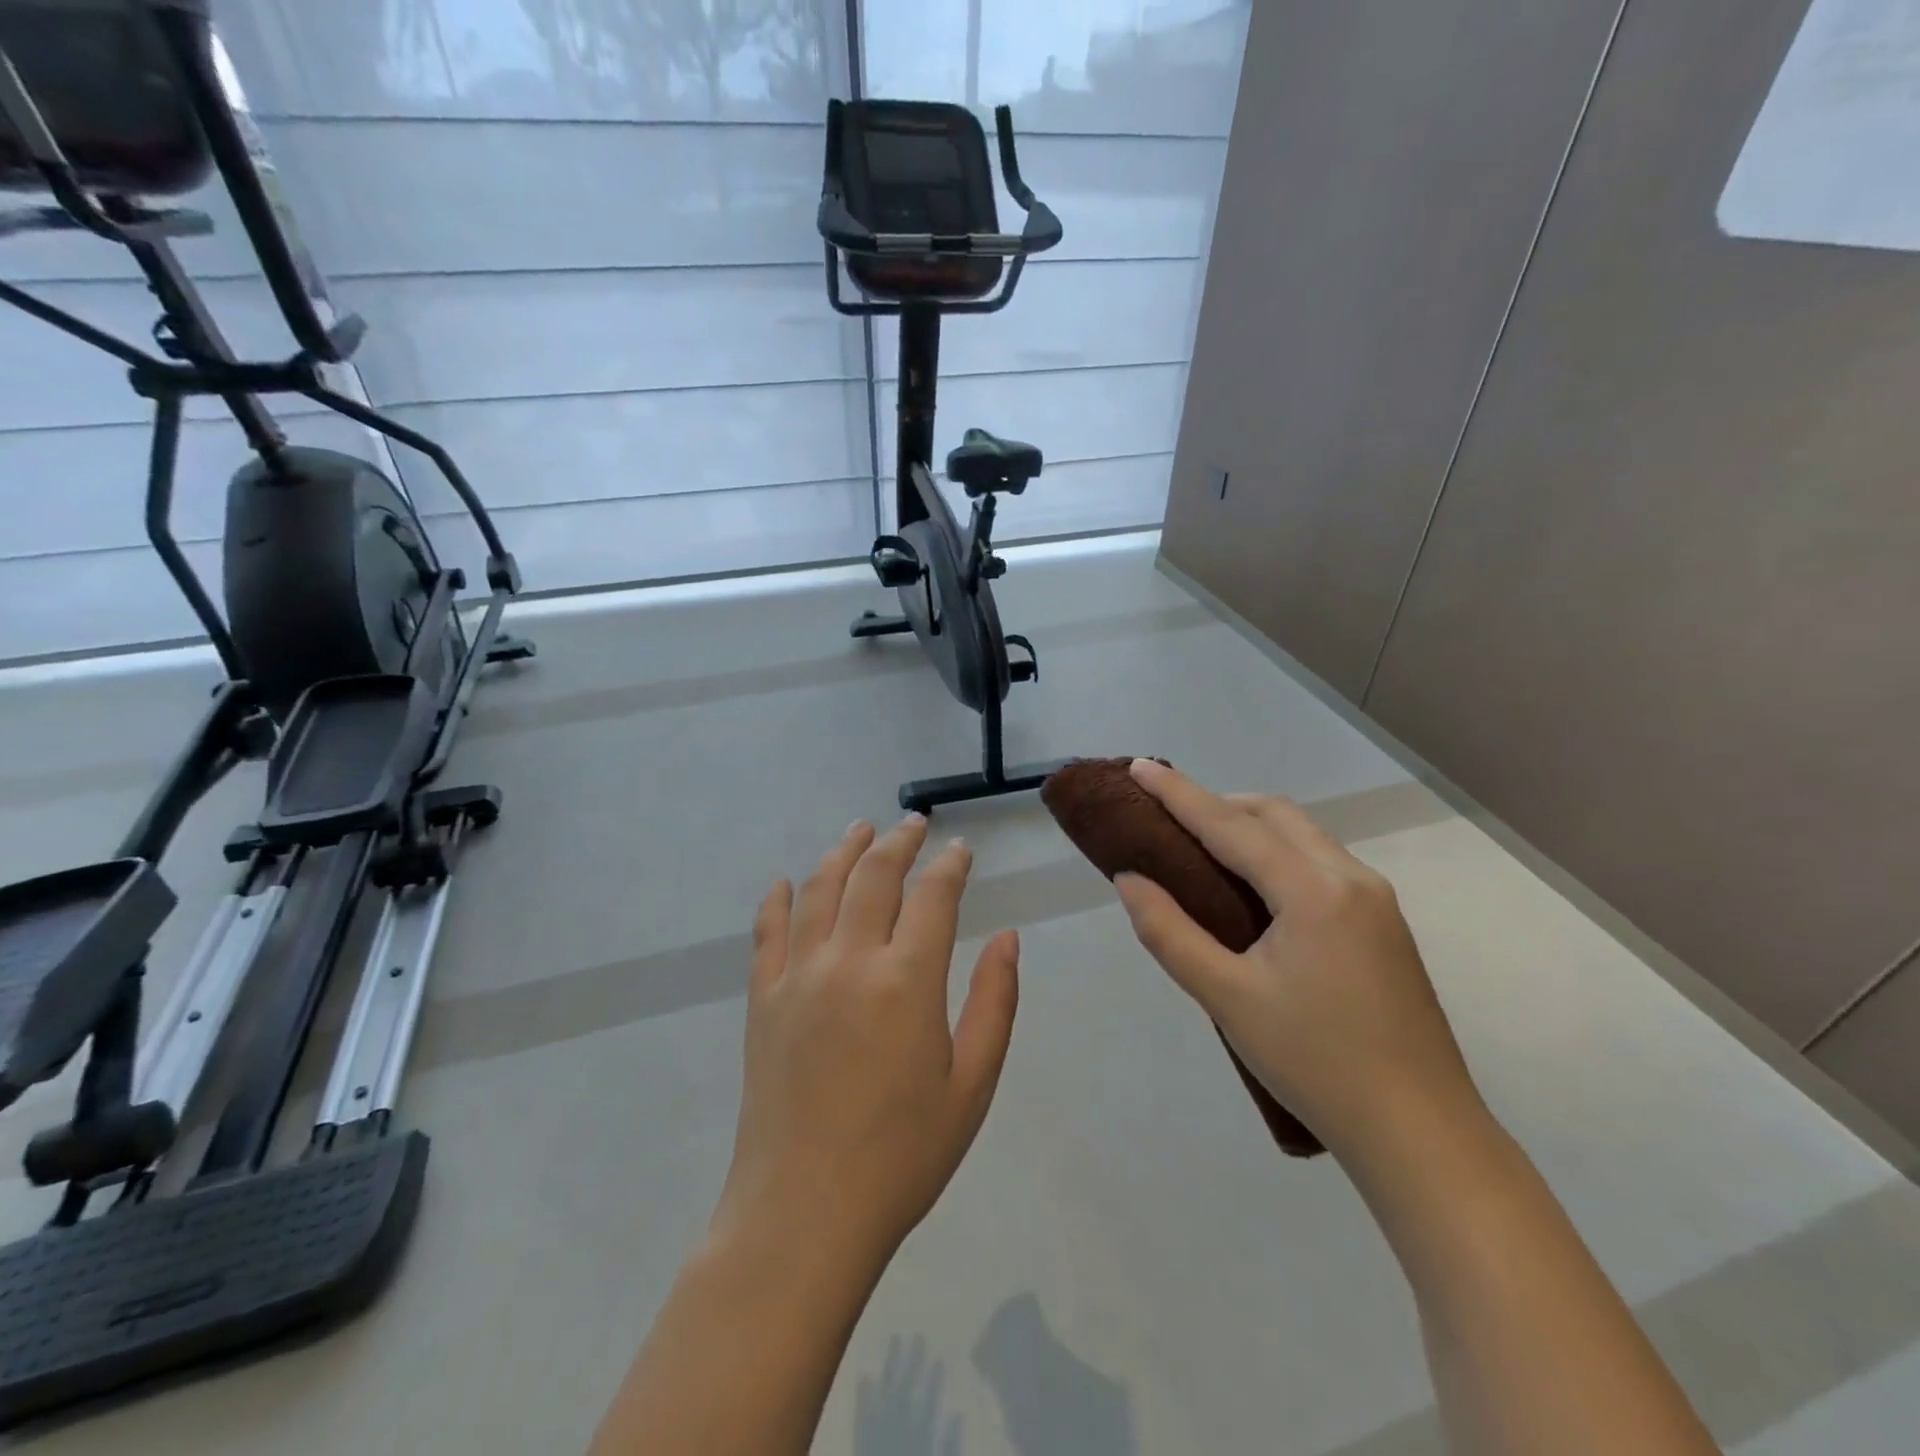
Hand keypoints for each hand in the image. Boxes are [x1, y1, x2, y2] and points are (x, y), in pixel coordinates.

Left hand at [713, 816, 1020, 1267]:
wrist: (804, 1213)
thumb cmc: (902, 1155)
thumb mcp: (971, 1084)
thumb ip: (994, 1002)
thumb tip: (1008, 938)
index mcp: (907, 980)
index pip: (933, 896)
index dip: (950, 866)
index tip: (960, 851)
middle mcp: (849, 961)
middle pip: (873, 876)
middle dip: (897, 842)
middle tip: (913, 825)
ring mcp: (798, 976)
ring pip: (819, 889)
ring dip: (842, 851)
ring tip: (859, 829)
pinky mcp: (762, 999)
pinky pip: (767, 932)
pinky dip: (776, 900)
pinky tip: (784, 883)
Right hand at [1114, 760, 1483, 1162]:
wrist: (1421, 1133)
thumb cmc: (1314, 1063)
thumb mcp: (1227, 998)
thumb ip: (1169, 932)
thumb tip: (1129, 880)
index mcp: (1314, 891)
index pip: (1231, 825)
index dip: (1179, 794)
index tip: (1139, 766)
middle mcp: (1351, 878)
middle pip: (1275, 815)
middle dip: (1218, 804)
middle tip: (1168, 817)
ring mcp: (1375, 900)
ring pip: (1303, 836)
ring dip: (1250, 826)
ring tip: (1202, 848)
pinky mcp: (1384, 924)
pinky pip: (1320, 863)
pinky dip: (1277, 853)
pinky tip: (1254, 888)